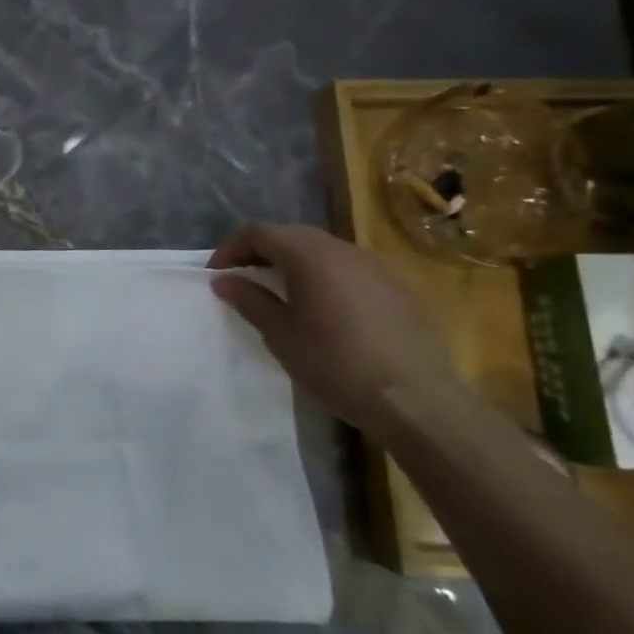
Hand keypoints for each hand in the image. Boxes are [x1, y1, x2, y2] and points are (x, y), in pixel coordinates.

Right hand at [208, 222, 460, 436]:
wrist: (417, 401)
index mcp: (310, 255)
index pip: (259, 232)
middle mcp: (344, 250)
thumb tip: (225, 280)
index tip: (217, 274)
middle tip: (243, 279)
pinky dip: (326, 277)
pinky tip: (325, 310)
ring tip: (281, 293)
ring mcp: (377, 267)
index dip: (231, 248)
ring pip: (324, 250)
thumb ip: (249, 300)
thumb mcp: (280, 334)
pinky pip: (350, 269)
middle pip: (292, 235)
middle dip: (262, 251)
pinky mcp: (399, 289)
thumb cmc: (335, 363)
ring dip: (295, 263)